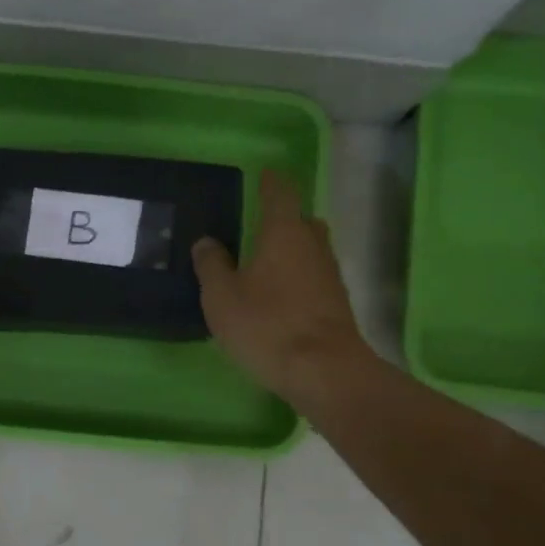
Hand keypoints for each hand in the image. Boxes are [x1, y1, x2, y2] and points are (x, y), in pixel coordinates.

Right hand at [193, 170, 372, 407]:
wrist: (324, 371)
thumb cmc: (267, 326)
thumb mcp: (222, 297)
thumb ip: (212, 266)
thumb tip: (207, 242)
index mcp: (284, 233)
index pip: (280, 193)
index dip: (271, 182)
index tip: (265, 175)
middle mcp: (313, 245)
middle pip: (302, 221)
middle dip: (284, 219)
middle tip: (260, 226)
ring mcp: (330, 275)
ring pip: (311, 250)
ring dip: (292, 252)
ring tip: (266, 264)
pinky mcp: (337, 304)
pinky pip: (315, 278)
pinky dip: (299, 279)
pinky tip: (281, 297)